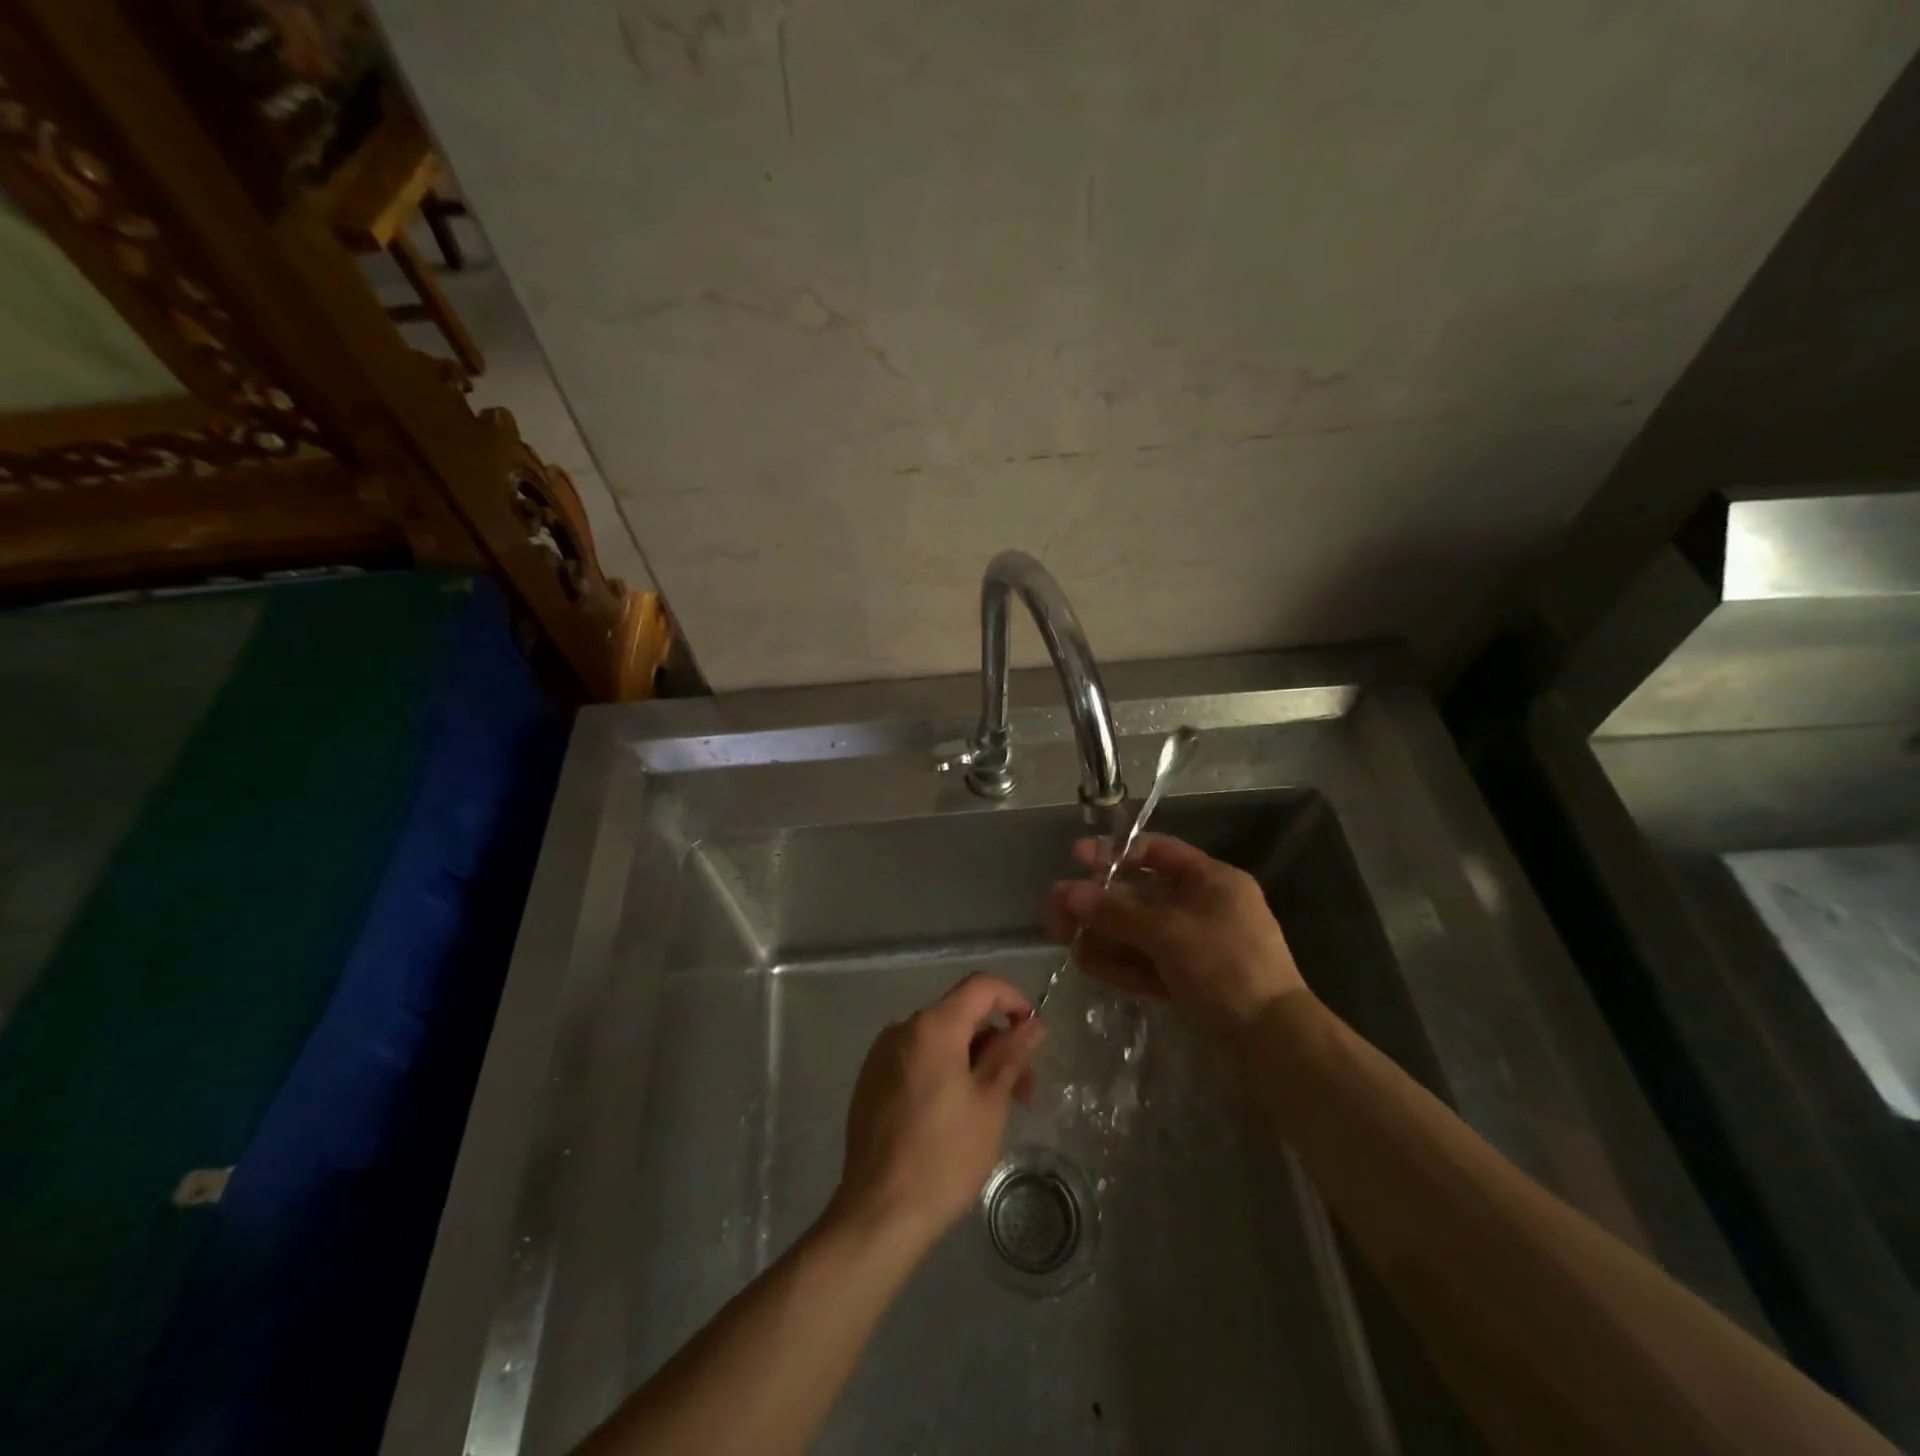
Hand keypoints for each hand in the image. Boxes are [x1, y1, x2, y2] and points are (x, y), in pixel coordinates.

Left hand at [830, 973, 1046, 1250]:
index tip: (1034, 1034)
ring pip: (940, 1041)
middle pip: (961, 1016)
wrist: (878, 1213)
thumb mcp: (990, 1104)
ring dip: (973, 1062)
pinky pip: (917, 1060)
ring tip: (993, 1110)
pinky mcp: (870, 1081)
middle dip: (997, 1044)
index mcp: (932, 1027)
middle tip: (1023, 1091)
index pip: (981, 986)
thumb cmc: (944, 1157)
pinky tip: (955, 1115)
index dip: (1014, 1000)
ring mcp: (881, 1055)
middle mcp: (902, 1029)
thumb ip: (1011, 1055)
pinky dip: (944, 1072)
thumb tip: (1033, 1024)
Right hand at [1047, 833, 1306, 1030]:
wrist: (1274, 1041)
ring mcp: (1198, 946)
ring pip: (1140, 932)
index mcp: (1211, 881)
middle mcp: (1204, 907)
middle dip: (1098, 903)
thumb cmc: (1225, 966)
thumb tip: (1067, 892)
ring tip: (1065, 942)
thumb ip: (1114, 911)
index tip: (1076, 858)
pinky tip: (1088, 964)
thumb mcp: (1167, 932)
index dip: (1115, 852)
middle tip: (1056, 913)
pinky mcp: (1192, 981)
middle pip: (1140, 895)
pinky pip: (1149, 962)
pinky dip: (1120, 962)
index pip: (1157, 852)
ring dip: (1103, 935)